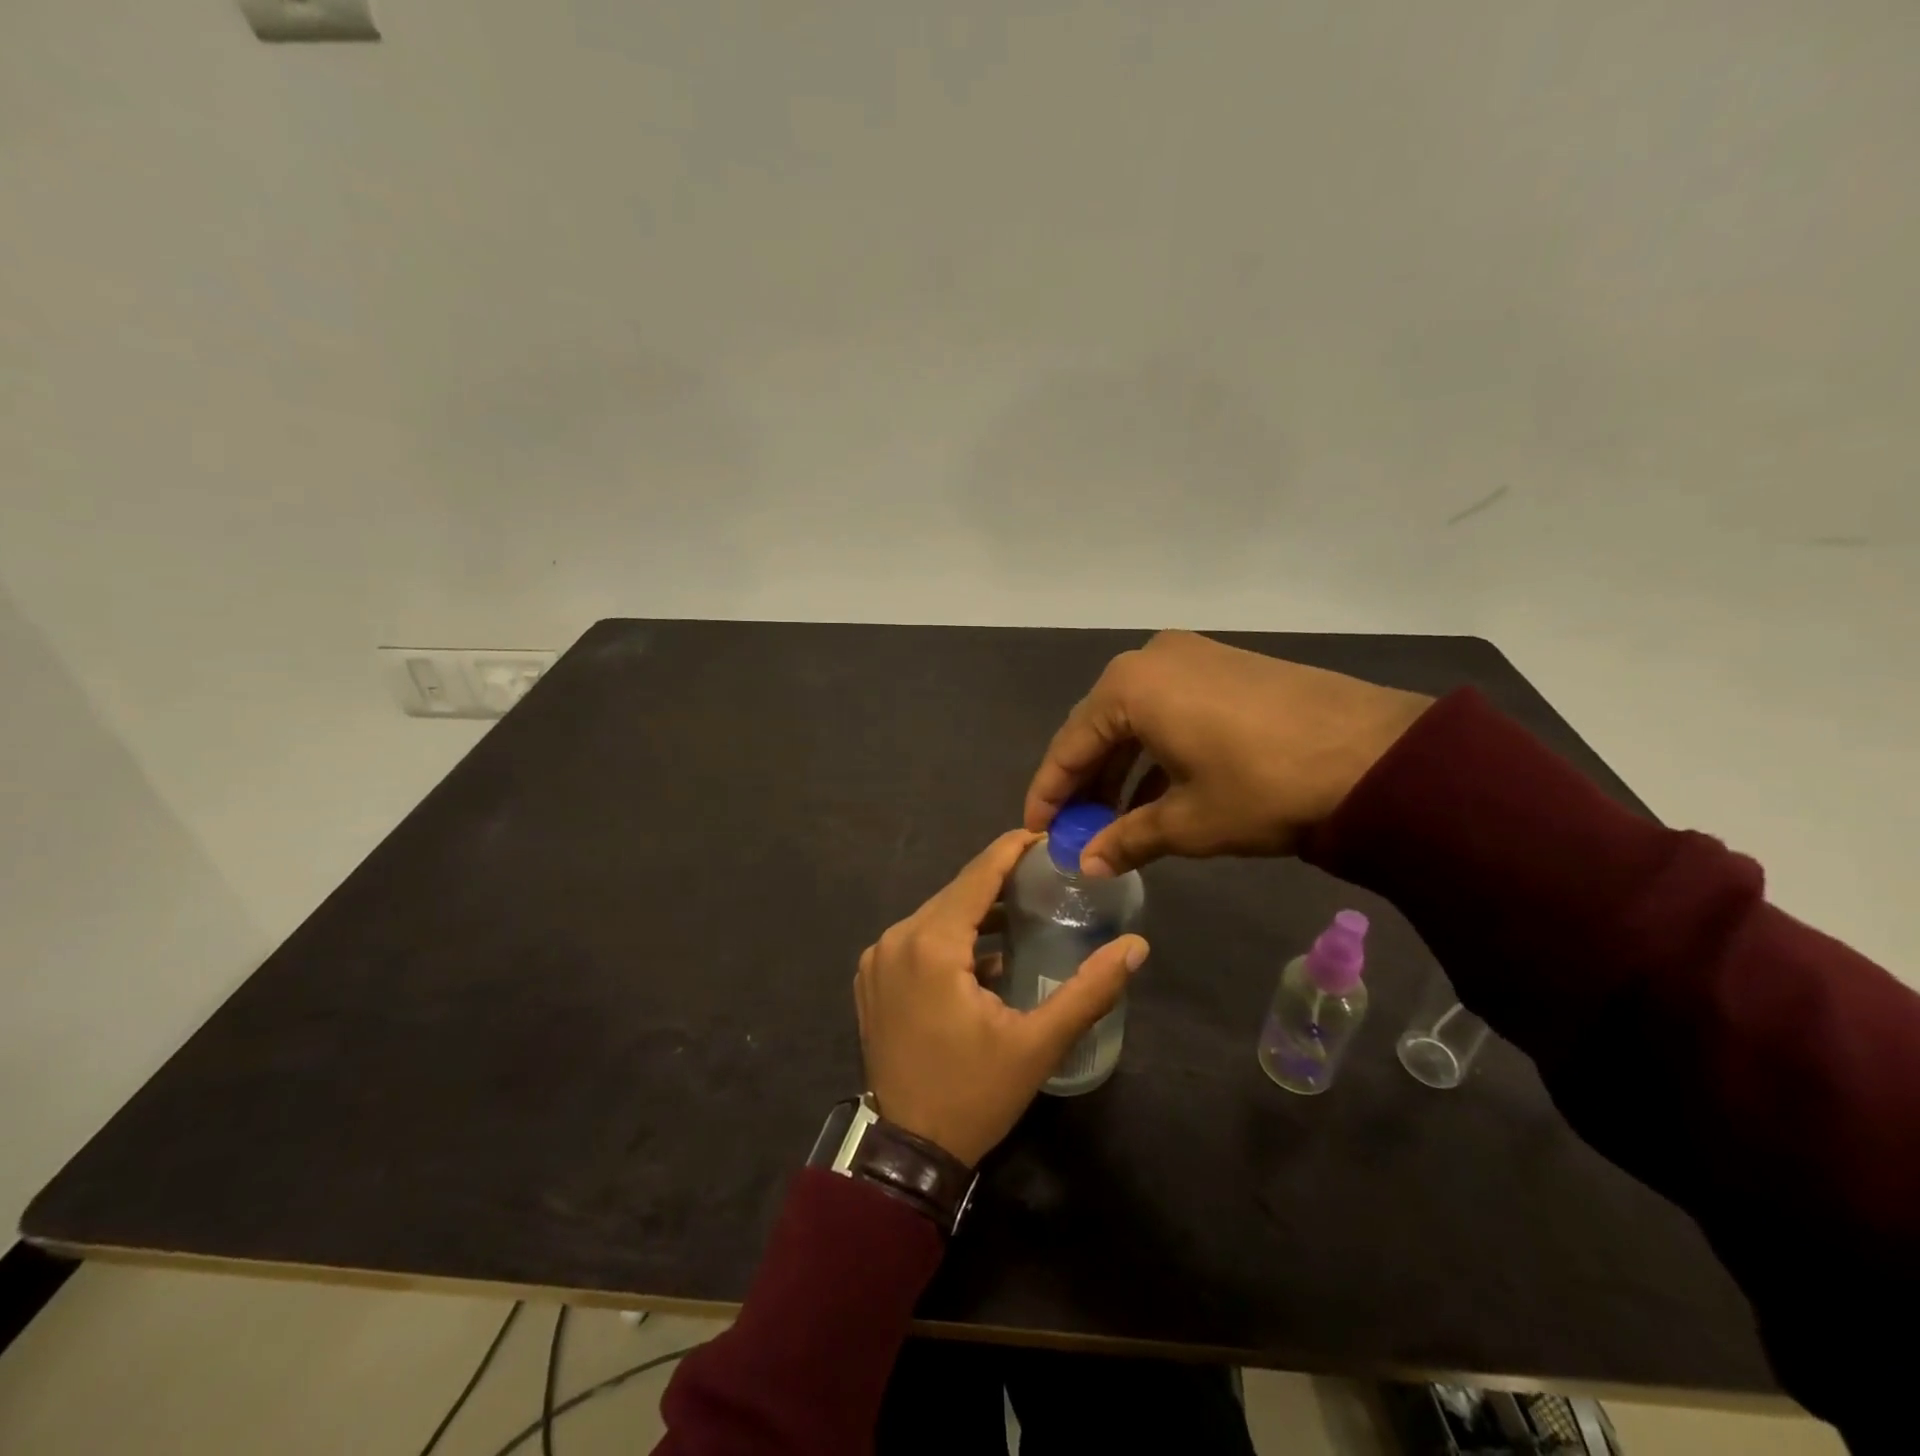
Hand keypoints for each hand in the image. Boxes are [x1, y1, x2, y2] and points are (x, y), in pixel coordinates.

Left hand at [854, 830, 1148, 1166]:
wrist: (906, 1151)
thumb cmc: (973, 1094)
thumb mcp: (1037, 1045)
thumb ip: (1088, 989)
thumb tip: (1137, 946)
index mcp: (930, 944)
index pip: (977, 875)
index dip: (1012, 850)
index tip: (1045, 837)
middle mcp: (896, 938)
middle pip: (956, 892)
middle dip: (998, 880)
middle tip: (1045, 876)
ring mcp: (877, 958)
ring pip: (936, 914)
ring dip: (975, 910)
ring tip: (1022, 909)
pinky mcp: (872, 977)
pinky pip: (916, 938)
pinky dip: (949, 936)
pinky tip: (983, 953)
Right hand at [1023, 631, 1432, 875]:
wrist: (1378, 756)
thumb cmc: (1262, 786)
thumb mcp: (1188, 821)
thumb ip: (1127, 838)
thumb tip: (1088, 864)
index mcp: (1129, 686)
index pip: (1070, 744)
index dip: (1050, 792)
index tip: (1037, 829)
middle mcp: (1153, 659)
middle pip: (1101, 727)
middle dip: (1087, 781)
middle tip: (1076, 829)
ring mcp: (1195, 657)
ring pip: (1138, 719)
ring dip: (1123, 769)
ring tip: (1115, 819)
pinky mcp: (1229, 668)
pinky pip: (1172, 710)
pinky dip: (1158, 751)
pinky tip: (1158, 793)